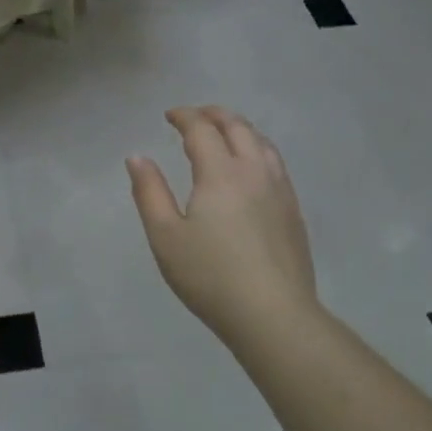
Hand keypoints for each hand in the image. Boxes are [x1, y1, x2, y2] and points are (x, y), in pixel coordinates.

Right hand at [127, 106, 316, 331]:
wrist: (274, 315)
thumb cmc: (211, 276)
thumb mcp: (165, 236)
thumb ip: (149, 192)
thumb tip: (137, 157)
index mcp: (221, 172)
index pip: (202, 129)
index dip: (184, 116)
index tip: (169, 115)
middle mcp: (254, 171)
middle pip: (238, 127)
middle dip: (214, 114)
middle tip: (195, 116)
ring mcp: (280, 190)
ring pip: (262, 143)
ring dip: (240, 129)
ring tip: (224, 134)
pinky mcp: (294, 211)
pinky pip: (276, 164)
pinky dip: (258, 150)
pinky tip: (251, 168)